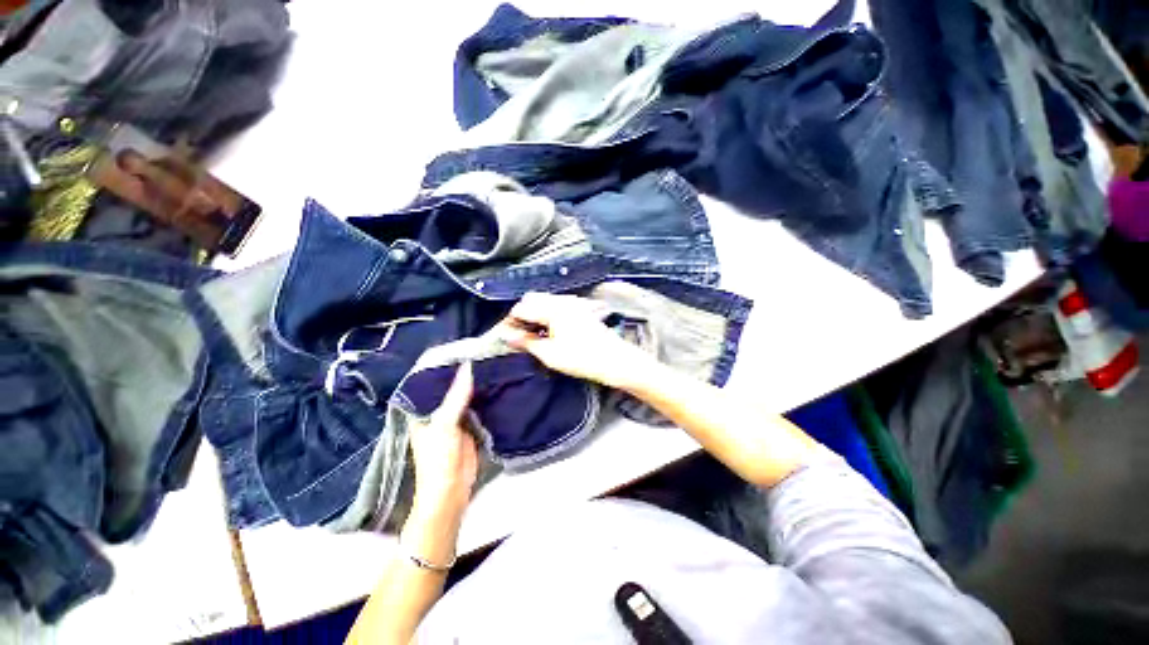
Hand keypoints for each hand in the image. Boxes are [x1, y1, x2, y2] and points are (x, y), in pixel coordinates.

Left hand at [409, 362, 477, 524]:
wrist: (451, 493)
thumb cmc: (438, 459)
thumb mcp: (444, 425)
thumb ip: (456, 397)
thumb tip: (468, 366)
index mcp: (423, 410)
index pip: (432, 380)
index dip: (445, 364)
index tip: (463, 346)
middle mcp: (437, 411)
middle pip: (451, 386)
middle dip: (465, 372)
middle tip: (483, 350)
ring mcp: (455, 418)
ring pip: (466, 395)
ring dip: (477, 383)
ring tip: (492, 360)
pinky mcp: (470, 426)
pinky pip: (478, 406)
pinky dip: (486, 396)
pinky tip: (497, 382)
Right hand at [499, 292, 657, 388]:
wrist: (615, 360)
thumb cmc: (581, 358)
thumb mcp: (549, 354)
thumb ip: (525, 341)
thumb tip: (505, 335)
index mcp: (552, 308)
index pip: (521, 308)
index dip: (509, 322)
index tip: (505, 337)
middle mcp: (562, 300)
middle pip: (532, 300)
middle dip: (521, 315)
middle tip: (518, 336)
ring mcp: (573, 303)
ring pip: (544, 302)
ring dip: (534, 314)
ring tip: (532, 336)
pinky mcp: (580, 309)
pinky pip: (556, 305)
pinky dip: (547, 315)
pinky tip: (549, 331)